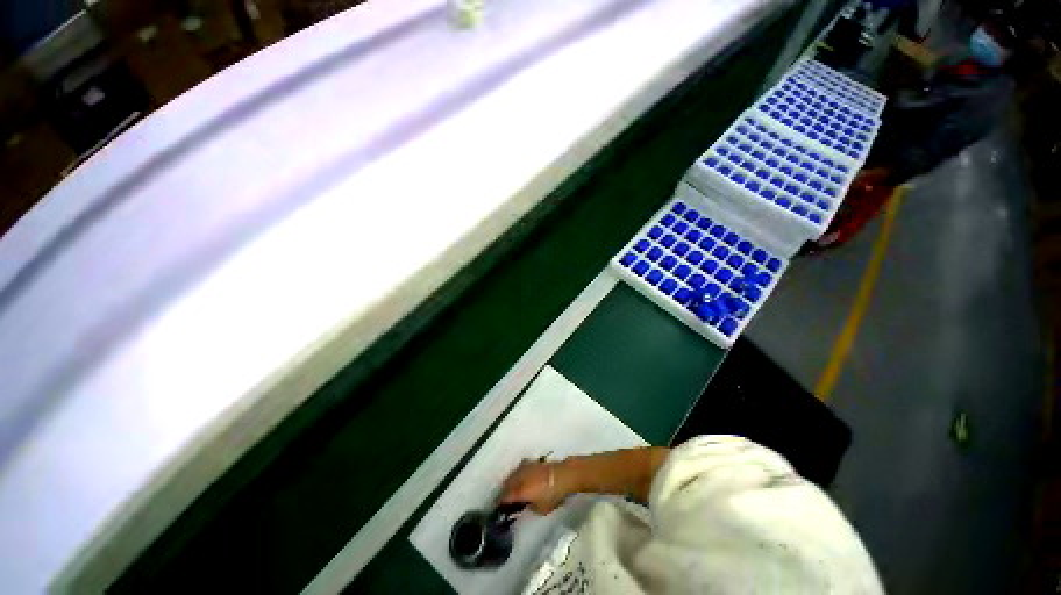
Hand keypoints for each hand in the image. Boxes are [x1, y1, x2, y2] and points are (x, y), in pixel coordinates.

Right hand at [498, 459, 566, 514]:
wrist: (563, 476)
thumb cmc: (552, 495)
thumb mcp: (541, 509)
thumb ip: (530, 508)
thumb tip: (526, 505)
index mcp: (519, 491)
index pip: (504, 497)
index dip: (499, 502)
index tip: (497, 508)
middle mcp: (519, 478)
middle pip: (506, 484)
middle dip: (504, 491)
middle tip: (504, 499)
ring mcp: (525, 468)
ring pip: (512, 475)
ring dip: (510, 481)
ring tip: (511, 488)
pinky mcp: (532, 462)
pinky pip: (520, 468)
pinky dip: (518, 474)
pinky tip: (521, 477)